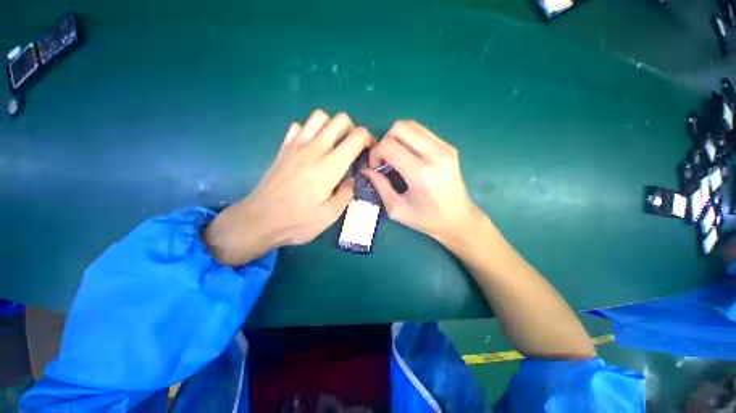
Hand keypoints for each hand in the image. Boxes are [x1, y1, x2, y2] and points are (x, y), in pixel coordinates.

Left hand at [205, 110, 372, 265]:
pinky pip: (299, 126)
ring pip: (319, 116)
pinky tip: (311, 148)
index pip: (357, 137)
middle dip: (353, 130)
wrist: (259, 220)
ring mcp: (297, 145)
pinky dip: (310, 131)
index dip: (369, 140)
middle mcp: (315, 148)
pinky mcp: (284, 148)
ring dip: (332, 127)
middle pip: (340, 120)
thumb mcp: (330, 215)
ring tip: (333, 146)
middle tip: (352, 149)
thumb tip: (350, 180)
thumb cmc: (297, 221)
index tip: (370, 152)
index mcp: (330, 166)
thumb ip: (346, 194)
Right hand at [363, 120, 484, 243]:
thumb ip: (379, 186)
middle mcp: (435, 154)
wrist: (459, 219)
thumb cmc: (426, 219)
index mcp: (420, 173)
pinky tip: (409, 156)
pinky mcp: (449, 146)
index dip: (375, 153)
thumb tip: (366, 169)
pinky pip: (422, 132)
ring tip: (396, 157)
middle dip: (384, 141)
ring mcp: (444, 147)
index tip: (376, 168)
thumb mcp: (397, 209)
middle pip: (399, 127)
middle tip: (385, 160)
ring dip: (396, 138)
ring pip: (411, 124)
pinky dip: (409, 139)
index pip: (388, 146)